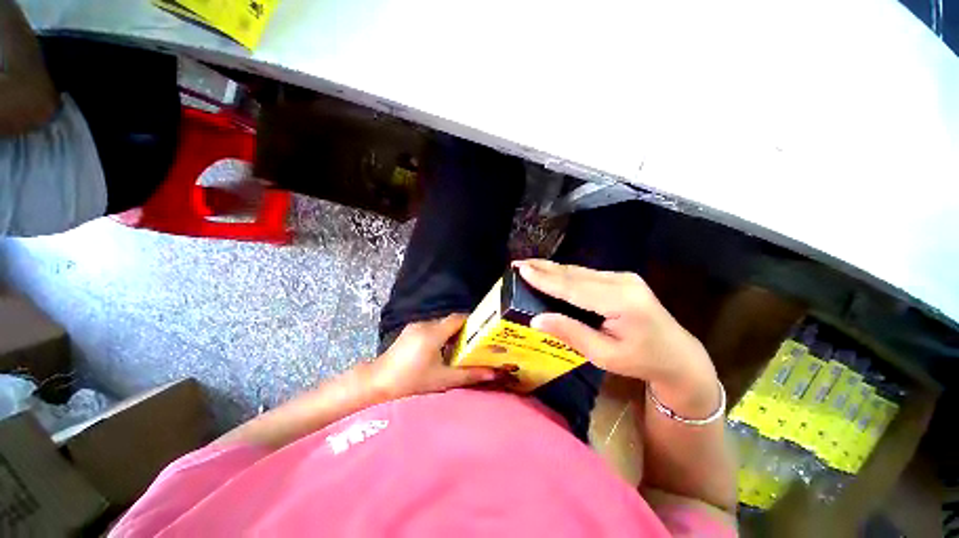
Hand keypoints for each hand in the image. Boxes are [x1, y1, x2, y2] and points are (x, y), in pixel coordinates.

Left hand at [370, 315, 498, 399]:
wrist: (377, 383)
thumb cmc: (411, 382)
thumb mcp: (442, 379)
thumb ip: (469, 374)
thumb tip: (492, 373)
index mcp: (433, 333)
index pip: (458, 318)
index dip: (472, 322)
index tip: (483, 331)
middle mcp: (425, 324)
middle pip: (450, 321)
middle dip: (463, 330)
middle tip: (474, 343)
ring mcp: (415, 326)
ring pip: (440, 324)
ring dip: (451, 333)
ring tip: (460, 348)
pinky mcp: (409, 331)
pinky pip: (431, 328)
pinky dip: (440, 335)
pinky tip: (441, 350)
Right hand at [514, 259, 719, 415]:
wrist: (679, 355)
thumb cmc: (641, 361)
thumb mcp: (604, 355)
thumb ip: (571, 333)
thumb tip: (537, 319)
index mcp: (621, 302)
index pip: (573, 287)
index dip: (545, 278)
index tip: (522, 269)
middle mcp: (622, 282)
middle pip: (575, 273)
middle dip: (544, 268)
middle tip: (518, 264)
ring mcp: (624, 277)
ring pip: (580, 271)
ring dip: (553, 269)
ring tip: (530, 266)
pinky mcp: (622, 279)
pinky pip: (587, 274)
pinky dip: (566, 274)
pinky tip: (552, 273)